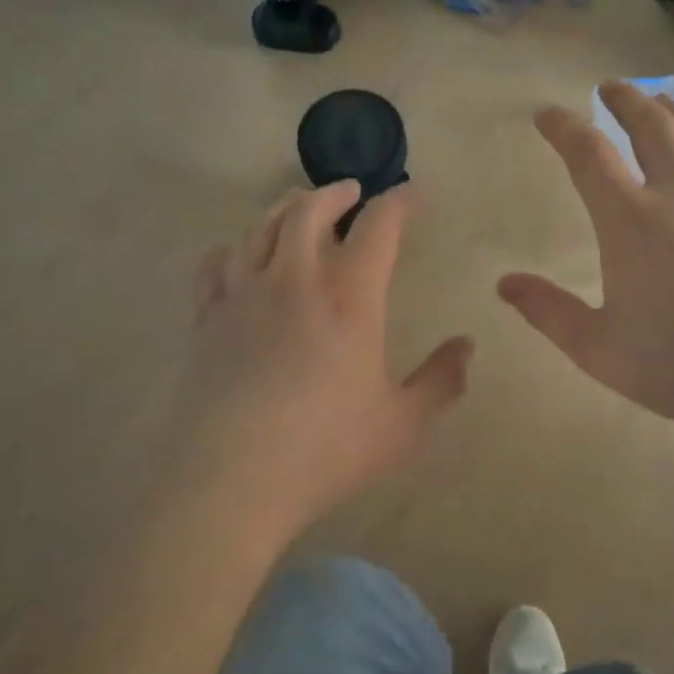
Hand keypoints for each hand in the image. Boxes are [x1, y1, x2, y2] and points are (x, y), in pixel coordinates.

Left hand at [171, 182, 472, 536]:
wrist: (231, 481)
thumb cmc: (326, 451)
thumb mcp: (402, 426)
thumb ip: (441, 381)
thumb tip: (466, 346)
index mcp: (348, 299)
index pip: (378, 228)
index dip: (398, 203)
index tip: (412, 193)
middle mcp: (294, 282)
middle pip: (308, 211)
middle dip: (334, 193)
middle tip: (351, 192)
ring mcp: (243, 297)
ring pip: (259, 228)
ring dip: (284, 209)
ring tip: (298, 207)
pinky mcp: (207, 320)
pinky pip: (215, 265)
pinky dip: (233, 248)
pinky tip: (239, 254)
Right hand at [498, 82, 673, 444]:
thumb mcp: (597, 349)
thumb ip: (547, 311)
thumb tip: (504, 283)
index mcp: (631, 222)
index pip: (588, 155)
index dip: (563, 128)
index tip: (547, 115)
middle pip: (651, 125)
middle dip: (626, 100)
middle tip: (611, 88)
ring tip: (663, 104)